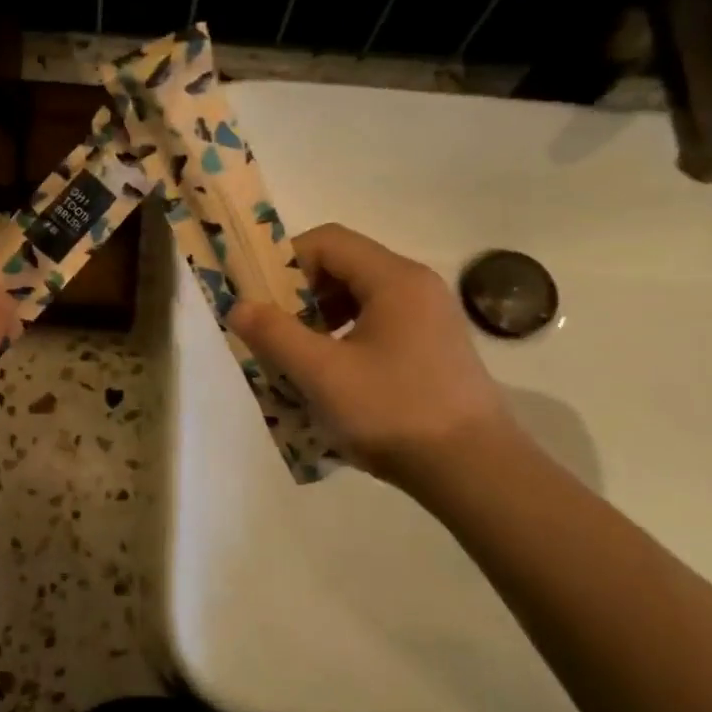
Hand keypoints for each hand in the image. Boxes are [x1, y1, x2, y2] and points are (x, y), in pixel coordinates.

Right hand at [228, 223, 515, 489]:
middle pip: (345, 266)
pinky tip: (333, 377)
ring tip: (299, 357)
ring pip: (361, 298)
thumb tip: (237, 307)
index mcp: (394, 279)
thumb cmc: (393, 411)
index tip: (261, 301)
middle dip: (300, 294)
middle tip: (275, 333)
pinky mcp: (434, 348)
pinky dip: (346, 337)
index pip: (328, 241)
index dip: (285, 263)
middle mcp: (417, 287)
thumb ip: (274, 335)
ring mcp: (431, 318)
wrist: (474, 470)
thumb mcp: (322, 374)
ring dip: (321, 319)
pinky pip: (379, 324)